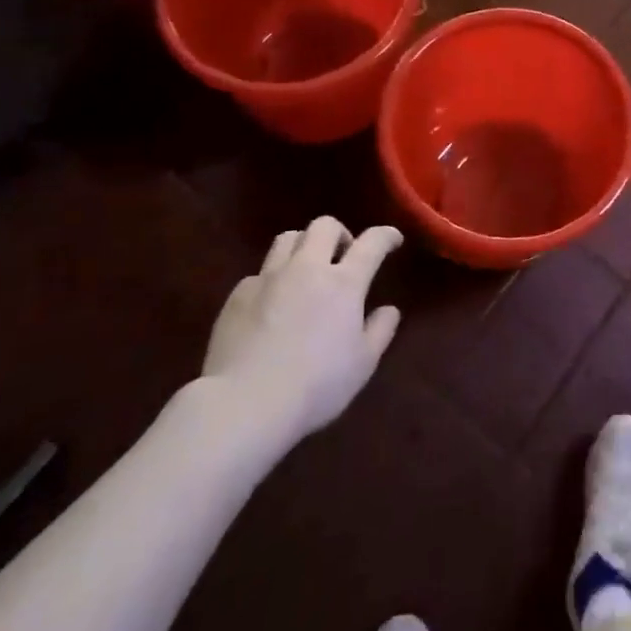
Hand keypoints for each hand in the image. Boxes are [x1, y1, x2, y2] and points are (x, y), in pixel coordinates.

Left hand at [197, 217, 402, 457]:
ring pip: (287, 239)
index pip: (372, 243)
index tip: (393, 240)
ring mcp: (268, 279)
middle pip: (323, 226)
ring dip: (304, 246)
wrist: (245, 403)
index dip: (386, 235)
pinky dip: (273, 279)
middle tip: (344, 256)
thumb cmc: (316, 385)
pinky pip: (259, 273)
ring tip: (307, 269)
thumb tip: (389, 309)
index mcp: (344, 283)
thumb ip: (380, 330)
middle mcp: (306, 269)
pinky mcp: (238, 295)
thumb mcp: (363, 364)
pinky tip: (272, 303)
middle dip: (339, 233)